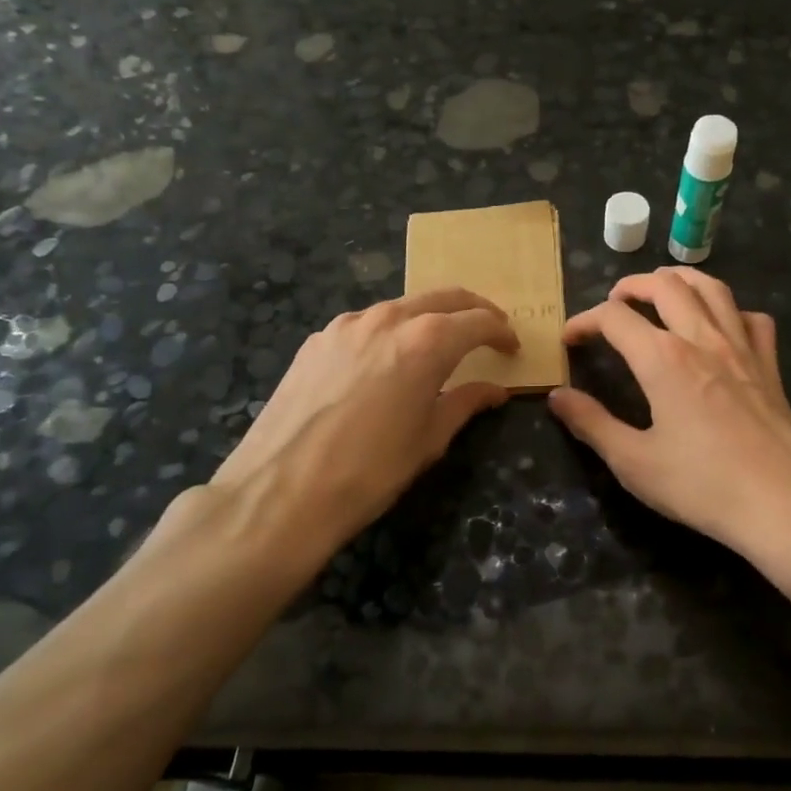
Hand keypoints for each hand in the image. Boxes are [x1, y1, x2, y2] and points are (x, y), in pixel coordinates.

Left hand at [205, 288, 517, 560]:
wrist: (280, 493)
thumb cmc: (370, 471)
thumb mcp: (429, 440)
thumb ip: (465, 403)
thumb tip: (495, 390)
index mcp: (426, 341)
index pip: (477, 321)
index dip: (500, 332)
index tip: (511, 347)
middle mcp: (387, 319)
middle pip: (442, 298)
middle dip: (472, 310)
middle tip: (488, 331)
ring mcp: (345, 325)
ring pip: (401, 307)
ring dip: (428, 319)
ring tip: (438, 347)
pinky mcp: (316, 341)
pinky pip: (365, 325)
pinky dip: (389, 334)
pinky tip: (386, 364)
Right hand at [548, 268, 790, 575]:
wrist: (782, 504)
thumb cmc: (701, 485)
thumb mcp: (633, 462)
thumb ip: (591, 423)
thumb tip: (558, 396)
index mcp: (663, 359)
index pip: (614, 319)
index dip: (584, 321)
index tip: (569, 339)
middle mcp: (702, 339)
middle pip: (666, 286)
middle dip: (632, 286)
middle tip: (614, 302)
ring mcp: (742, 348)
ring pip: (712, 289)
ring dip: (681, 280)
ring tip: (663, 288)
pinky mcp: (770, 366)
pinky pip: (753, 319)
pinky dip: (732, 311)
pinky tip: (722, 326)